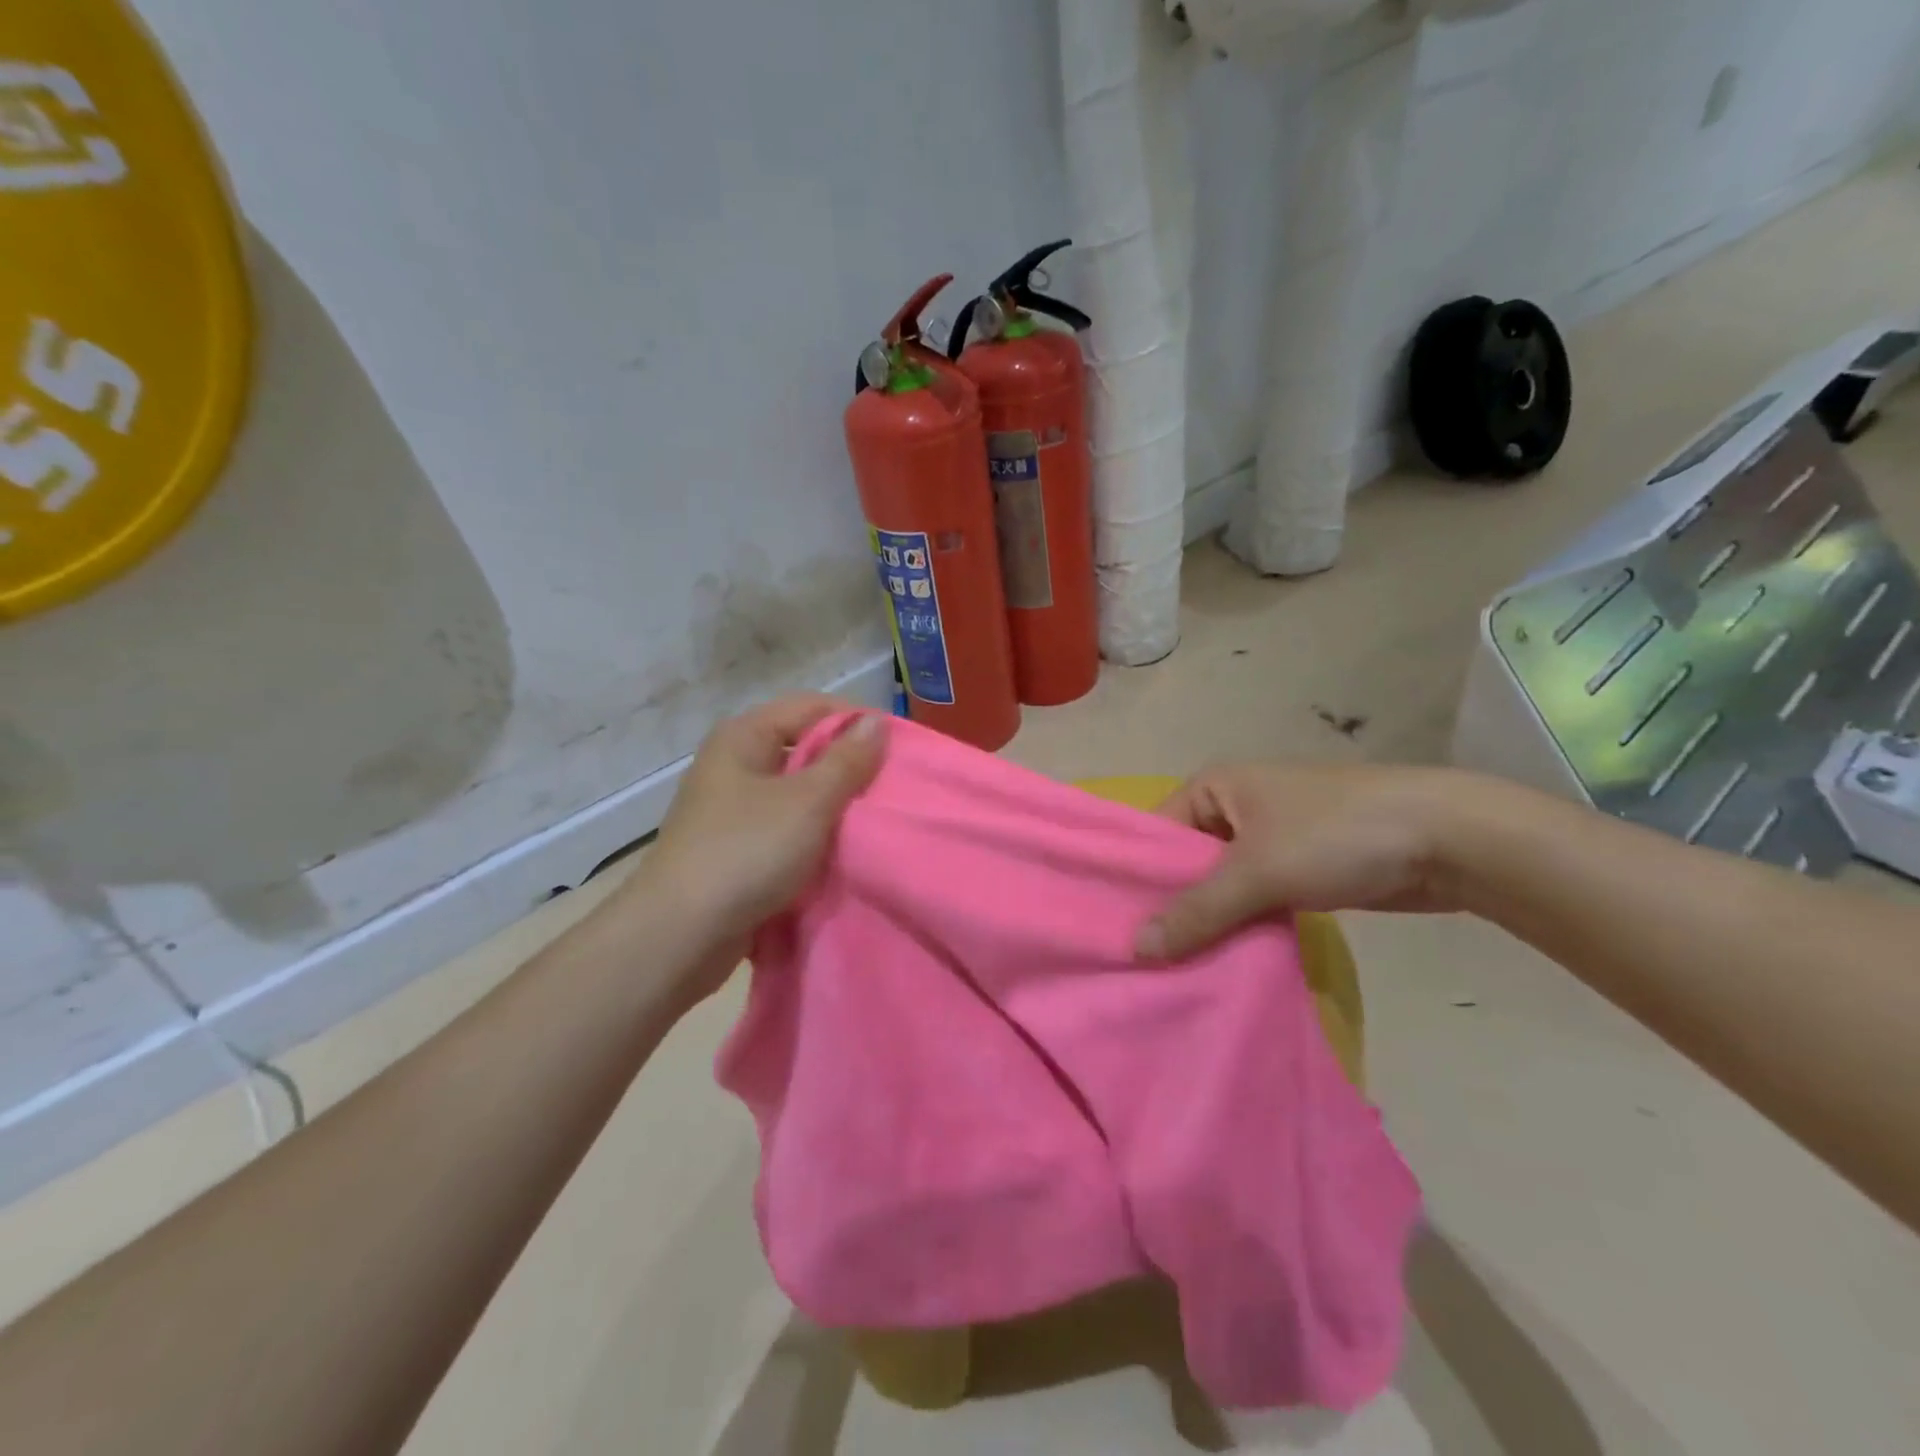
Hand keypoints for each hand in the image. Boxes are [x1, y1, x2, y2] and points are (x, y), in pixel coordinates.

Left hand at [627, 696, 884, 997]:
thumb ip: (847, 761)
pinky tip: (841, 852)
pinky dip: (812, 837)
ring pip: (796, 793)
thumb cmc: (746, 852)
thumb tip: (876, 721)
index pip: (811, 706)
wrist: (680, 936)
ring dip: (832, 806)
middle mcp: (733, 764)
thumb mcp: (808, 801)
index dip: (855, 722)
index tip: (896, 750)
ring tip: (873, 821)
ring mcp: (731, 809)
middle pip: (803, 749)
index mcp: (743, 737)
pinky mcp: (735, 849)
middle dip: (847, 767)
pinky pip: (785, 829)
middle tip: (889, 789)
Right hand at [1136, 762, 1472, 961]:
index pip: (1156, 834)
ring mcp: (1269, 839)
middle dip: (1172, 908)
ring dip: (1208, 923)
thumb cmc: (1336, 835)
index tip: (1115, 928)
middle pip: (1186, 863)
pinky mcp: (1299, 869)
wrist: (1448, 839)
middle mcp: (1234, 808)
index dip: (1137, 879)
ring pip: (1221, 886)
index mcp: (1214, 787)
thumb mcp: (1257, 872)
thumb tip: (1136, 949)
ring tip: (1174, 970)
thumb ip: (1197, 911)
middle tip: (1142, 960)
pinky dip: (1241, 926)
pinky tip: (1221, 963)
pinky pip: (1253, 900)